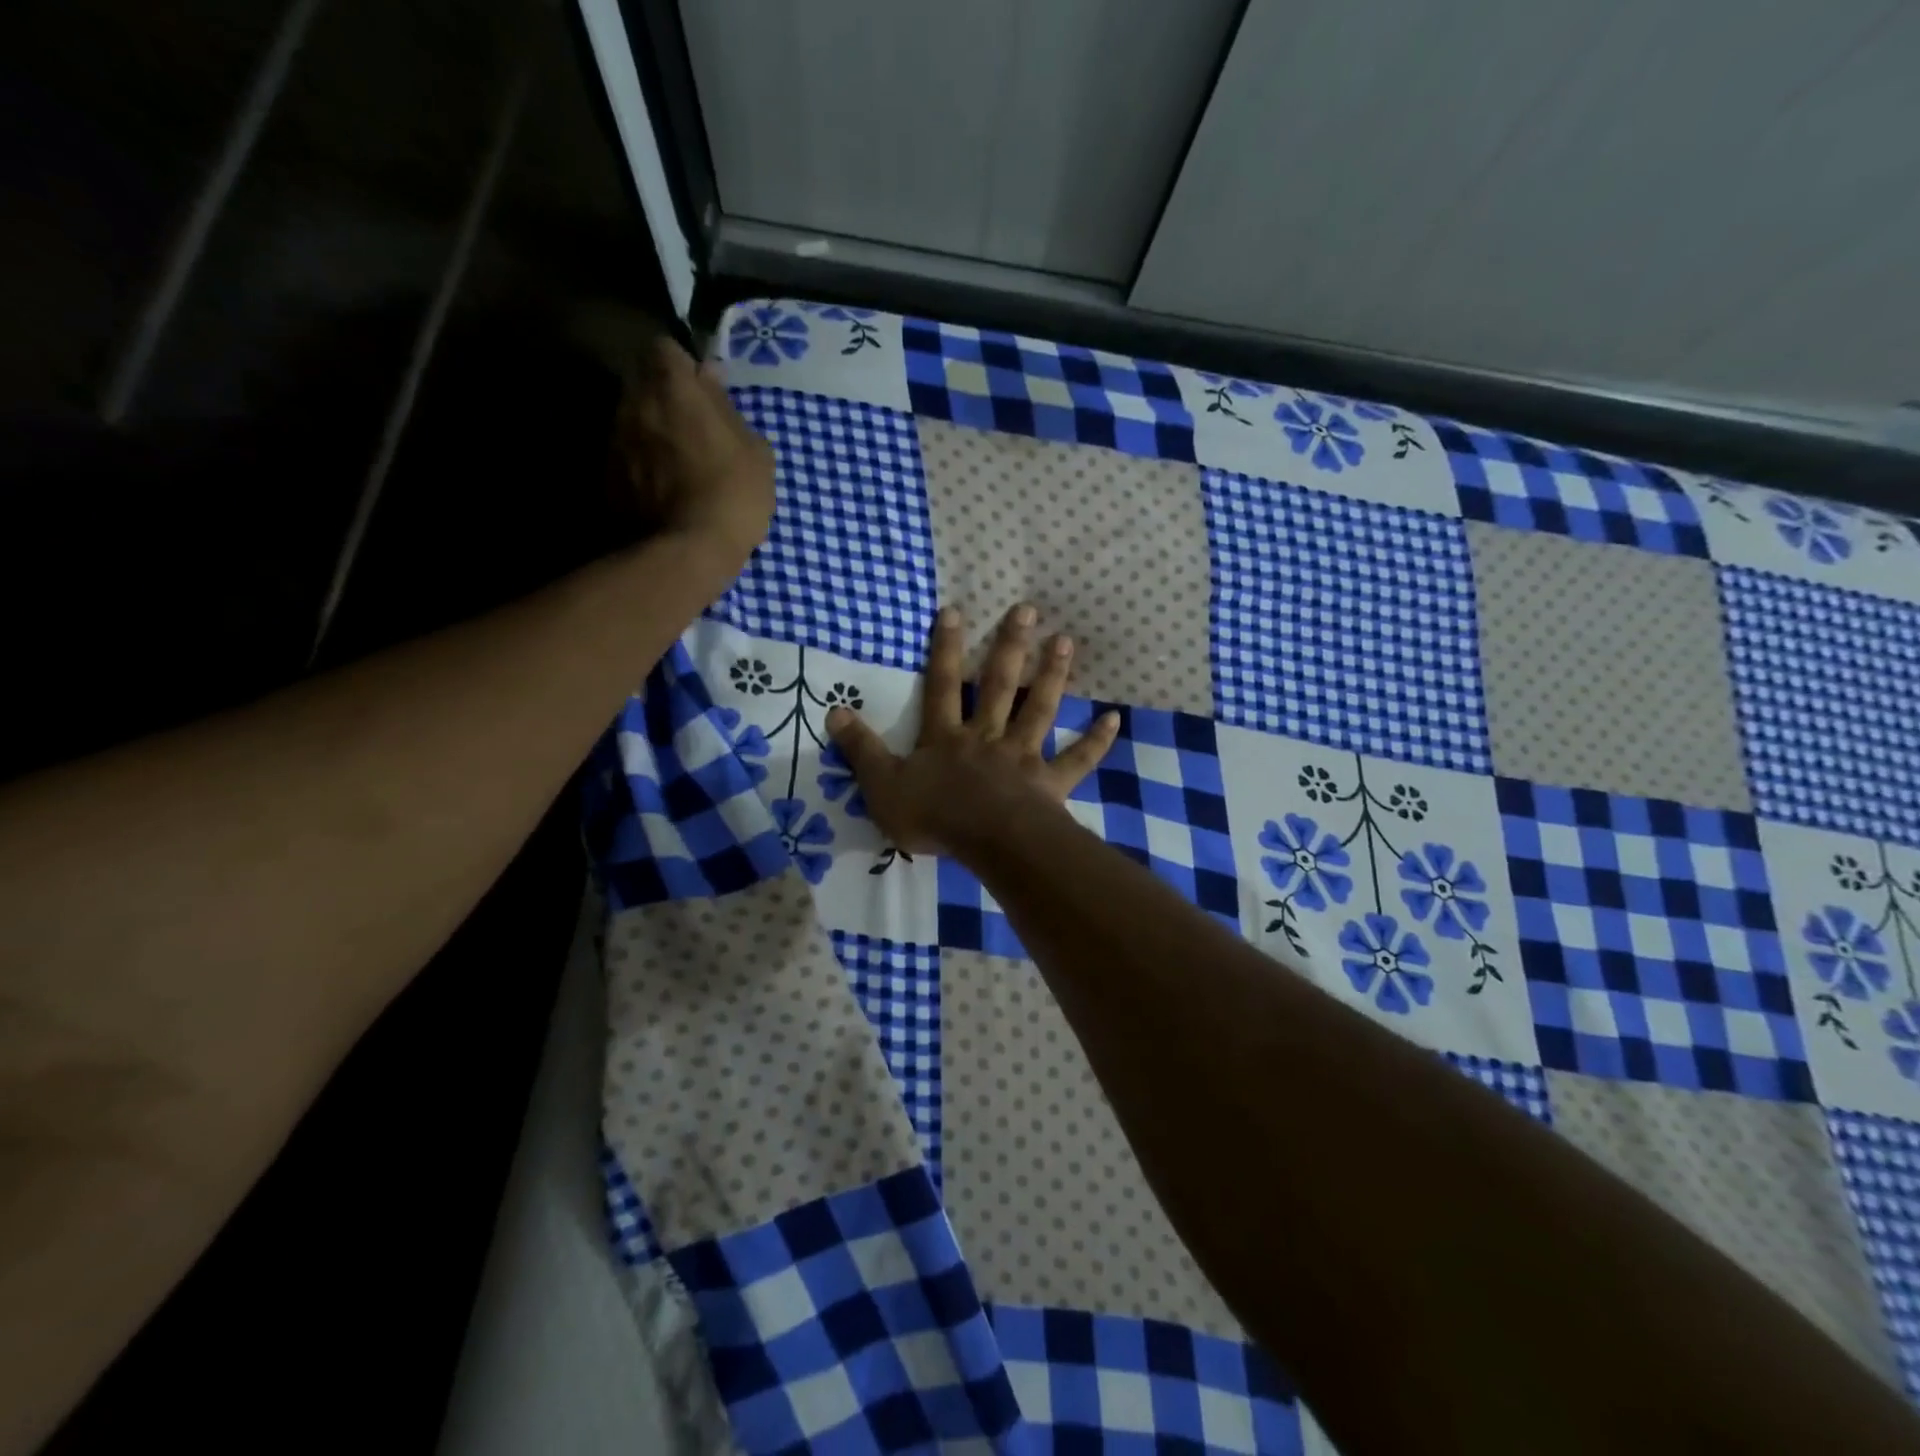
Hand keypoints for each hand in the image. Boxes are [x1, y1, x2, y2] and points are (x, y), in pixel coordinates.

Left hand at [613, 335, 774, 569]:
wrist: (690, 550)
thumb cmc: (734, 493)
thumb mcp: (755, 450)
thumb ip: (727, 407)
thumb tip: (710, 377)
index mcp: (672, 387)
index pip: (665, 347)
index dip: (683, 366)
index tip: (701, 388)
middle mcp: (634, 402)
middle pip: (644, 382)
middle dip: (664, 397)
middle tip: (692, 427)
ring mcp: (615, 440)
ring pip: (632, 419)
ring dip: (651, 431)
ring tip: (677, 463)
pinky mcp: (607, 476)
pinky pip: (626, 457)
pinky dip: (641, 465)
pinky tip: (662, 490)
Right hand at [825, 603, 1121, 858]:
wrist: (990, 842)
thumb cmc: (935, 816)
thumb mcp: (883, 787)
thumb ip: (861, 751)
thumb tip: (833, 712)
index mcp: (946, 737)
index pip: (941, 685)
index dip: (945, 649)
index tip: (955, 610)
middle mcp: (987, 736)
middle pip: (998, 685)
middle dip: (1010, 646)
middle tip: (1028, 610)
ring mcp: (1022, 756)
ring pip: (1038, 709)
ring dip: (1052, 676)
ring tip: (1065, 643)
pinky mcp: (1050, 782)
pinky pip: (1076, 759)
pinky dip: (1095, 741)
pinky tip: (1114, 719)